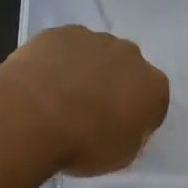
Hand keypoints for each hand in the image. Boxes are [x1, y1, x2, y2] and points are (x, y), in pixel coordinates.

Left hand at [1, 26, 169, 173]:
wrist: (33, 115)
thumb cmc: (83, 143)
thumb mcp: (120, 156)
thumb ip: (131, 135)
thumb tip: (124, 123)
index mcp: (153, 86)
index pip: (154, 102)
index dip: (137, 117)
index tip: (118, 131)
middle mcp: (131, 55)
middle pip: (128, 70)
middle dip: (114, 85)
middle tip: (90, 112)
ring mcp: (96, 39)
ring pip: (97, 53)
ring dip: (87, 70)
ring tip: (61, 97)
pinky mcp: (62, 32)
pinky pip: (66, 47)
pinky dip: (59, 60)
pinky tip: (42, 81)